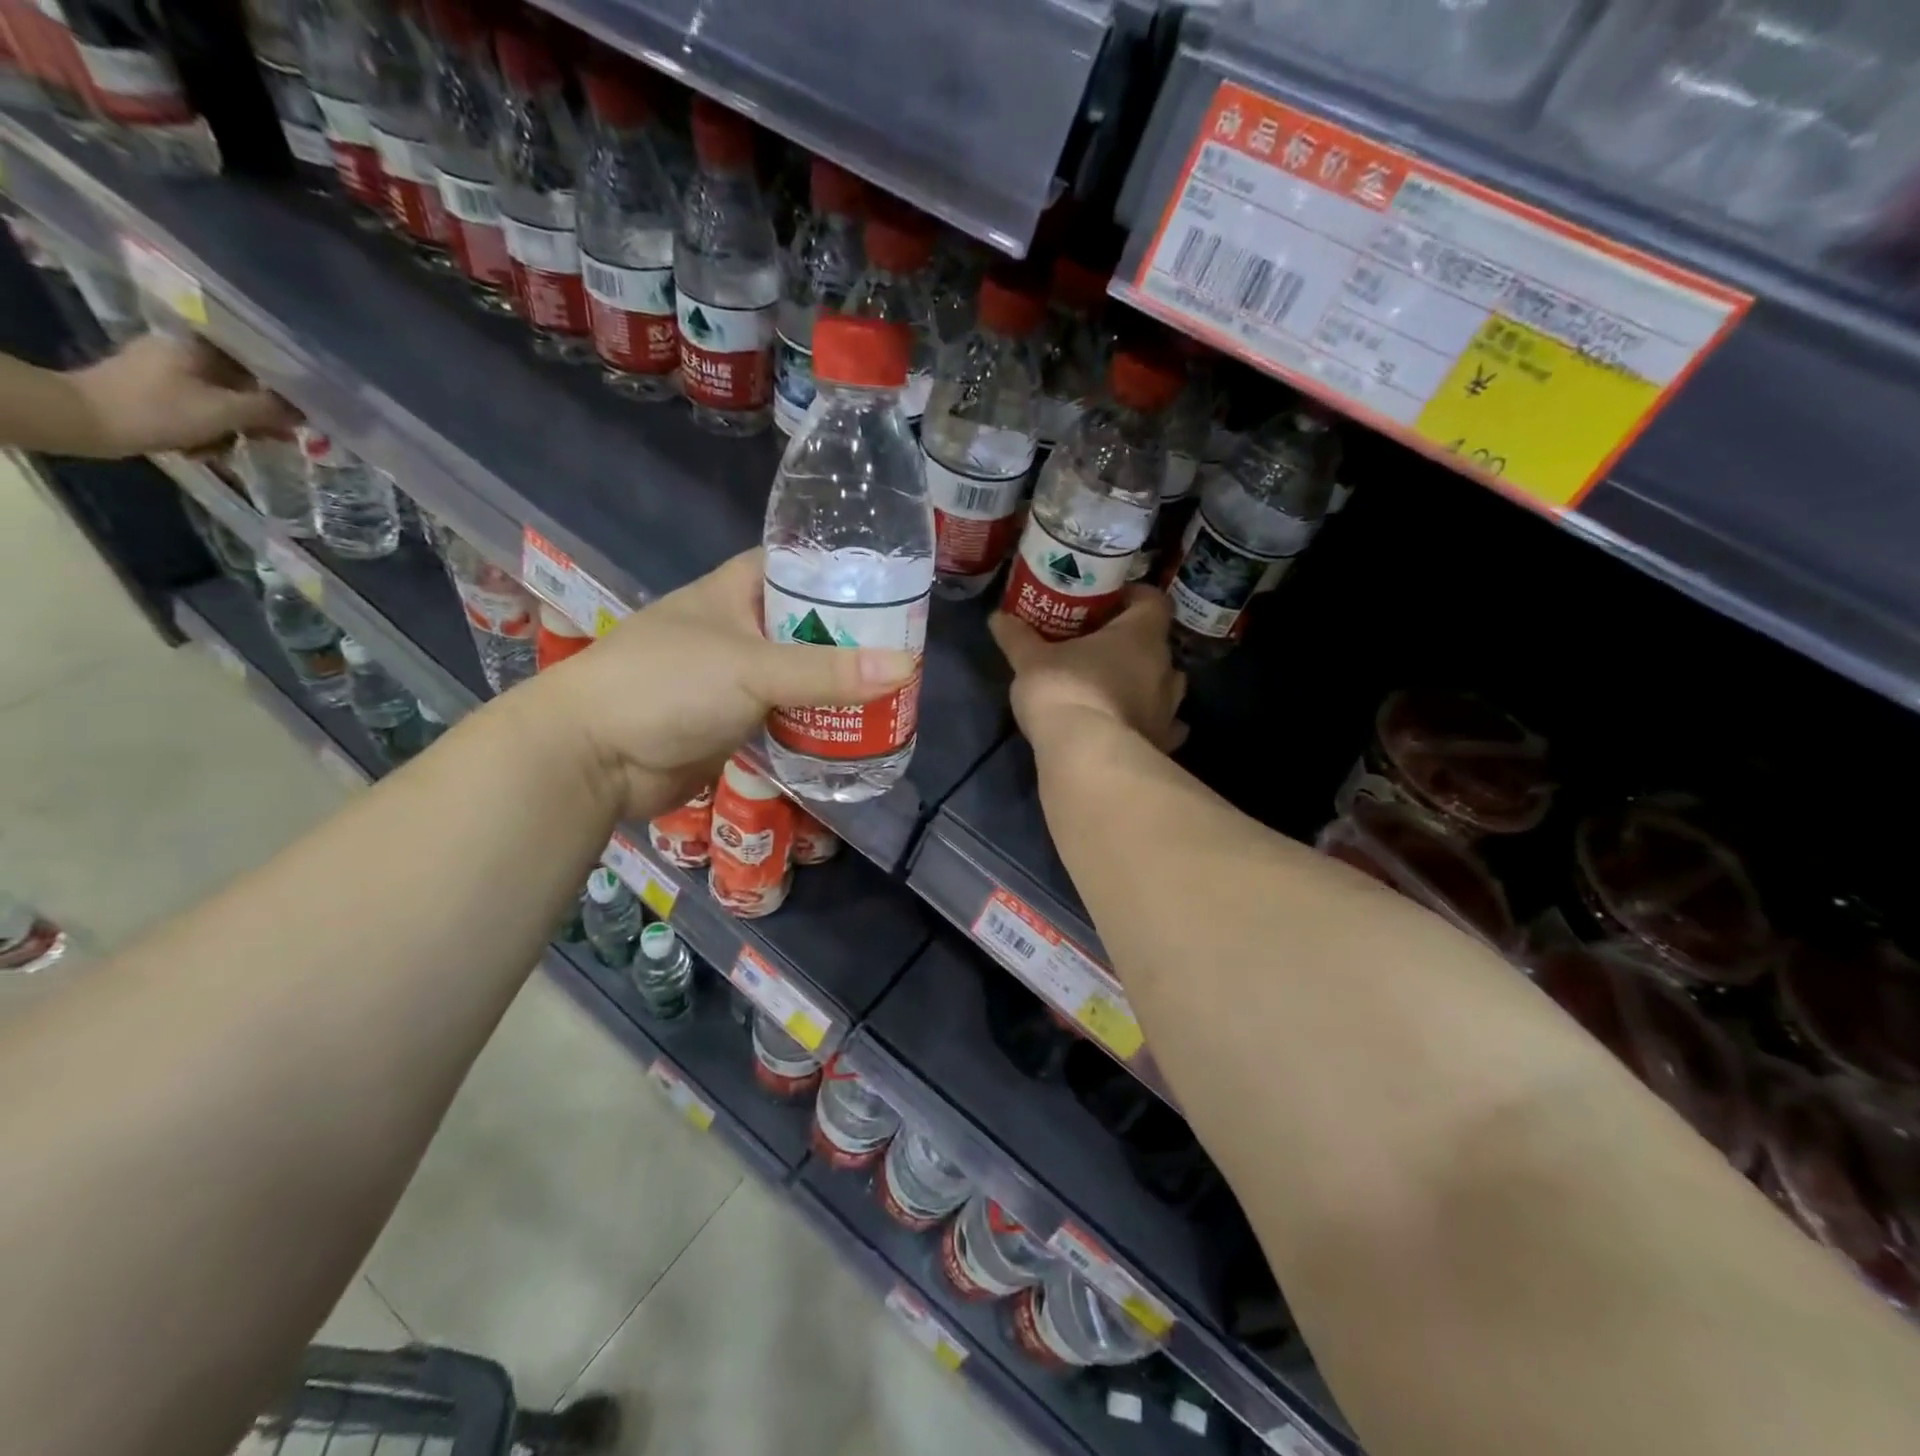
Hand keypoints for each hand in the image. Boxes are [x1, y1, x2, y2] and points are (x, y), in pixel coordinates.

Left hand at [68, 334, 296, 457]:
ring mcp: (163, 370)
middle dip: (258, 413)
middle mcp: (181, 351)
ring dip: (234, 425)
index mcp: (197, 346)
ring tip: (233, 447)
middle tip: (277, 438)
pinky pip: (197, 407)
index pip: (256, 361)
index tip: (300, 413)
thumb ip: (270, 410)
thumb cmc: (159, 410)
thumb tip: (306, 411)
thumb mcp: (225, 412)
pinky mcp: (151, 390)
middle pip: (239, 383)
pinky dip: (208, 427)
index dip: (283, 388)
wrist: (83, 421)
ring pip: (220, 399)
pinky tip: (205, 446)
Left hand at [525, 549, 916, 817]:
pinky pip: (787, 713)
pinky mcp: (734, 720)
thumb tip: (908, 666)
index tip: (891, 587)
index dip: (841, 573)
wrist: (593, 756)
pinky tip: (856, 727)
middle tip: (906, 648)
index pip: (798, 565)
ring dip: (837, 684)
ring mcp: (735, 676)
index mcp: (735, 591)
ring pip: (800, 673)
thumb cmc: (667, 685)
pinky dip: (817, 720)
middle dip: (852, 637)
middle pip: (807, 624)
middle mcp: (738, 628)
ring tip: (895, 689)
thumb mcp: (753, 668)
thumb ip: (828, 671)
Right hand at [991, 586, 1186, 754]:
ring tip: (1116, 688)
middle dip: (1134, 645)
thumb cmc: (1064, 690)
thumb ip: (1018, 637)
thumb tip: (998, 617)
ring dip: (1146, 684)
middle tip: (1101, 648)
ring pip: (1165, 687)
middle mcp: (1165, 668)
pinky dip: (1151, 724)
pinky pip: (1165, 727)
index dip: (1135, 598)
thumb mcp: (1031, 661)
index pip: (1154, 601)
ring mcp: (1169, 709)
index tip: (1109, 603)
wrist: (1086, 756)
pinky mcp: (1163, 743)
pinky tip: (1132, 727)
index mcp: (1141, 635)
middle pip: (1157, 645)